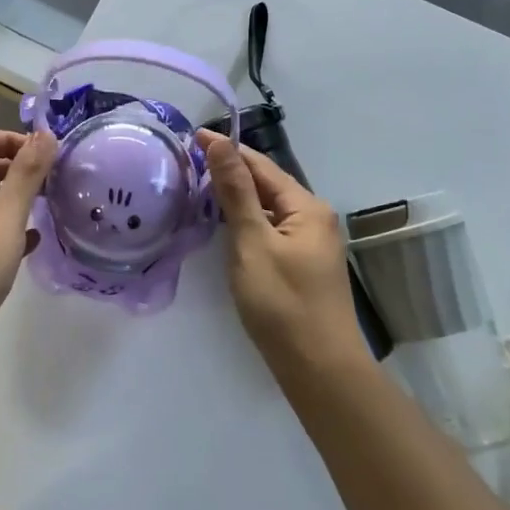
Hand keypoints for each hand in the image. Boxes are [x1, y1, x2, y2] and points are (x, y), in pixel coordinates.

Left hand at [0, 126, 56, 340]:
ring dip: (11, 196)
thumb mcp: (7, 214)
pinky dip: (4, 226)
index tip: (40, 154)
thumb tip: (46, 133)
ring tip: (45, 204)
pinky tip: (32, 241)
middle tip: (49, 178)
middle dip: (13, 167)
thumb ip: (28, 172)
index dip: (7, 138)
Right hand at [196, 130, 367, 376]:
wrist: (320, 371)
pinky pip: (272, 229)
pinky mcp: (304, 265)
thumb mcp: (252, 243)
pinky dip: (248, 221)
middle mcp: (315, 218)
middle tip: (190, 162)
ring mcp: (312, 244)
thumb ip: (235, 192)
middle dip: (231, 171)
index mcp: (307, 207)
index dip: (226, 150)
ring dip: (238, 197)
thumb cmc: (283, 304)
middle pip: (267, 184)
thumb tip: (220, 143)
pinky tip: (227, 226)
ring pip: (269, 208)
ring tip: (200, 188)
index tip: (191, 137)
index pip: (260, 165)